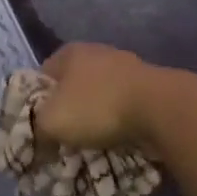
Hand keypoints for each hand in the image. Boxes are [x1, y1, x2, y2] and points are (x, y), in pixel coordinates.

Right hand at [34, 42, 164, 151]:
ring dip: (95, 117)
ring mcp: (128, 66)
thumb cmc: (97, 108)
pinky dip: (119, 121)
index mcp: (70, 52)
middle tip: (64, 138)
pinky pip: (125, 106)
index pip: (41, 77)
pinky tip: (118, 138)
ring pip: (100, 96)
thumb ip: (36, 130)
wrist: (160, 109)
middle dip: (68, 111)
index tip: (39, 128)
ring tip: (92, 143)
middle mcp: (98, 52)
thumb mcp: (51, 122)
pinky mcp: (150, 85)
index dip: (36, 104)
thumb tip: (38, 143)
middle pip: (72, 87)